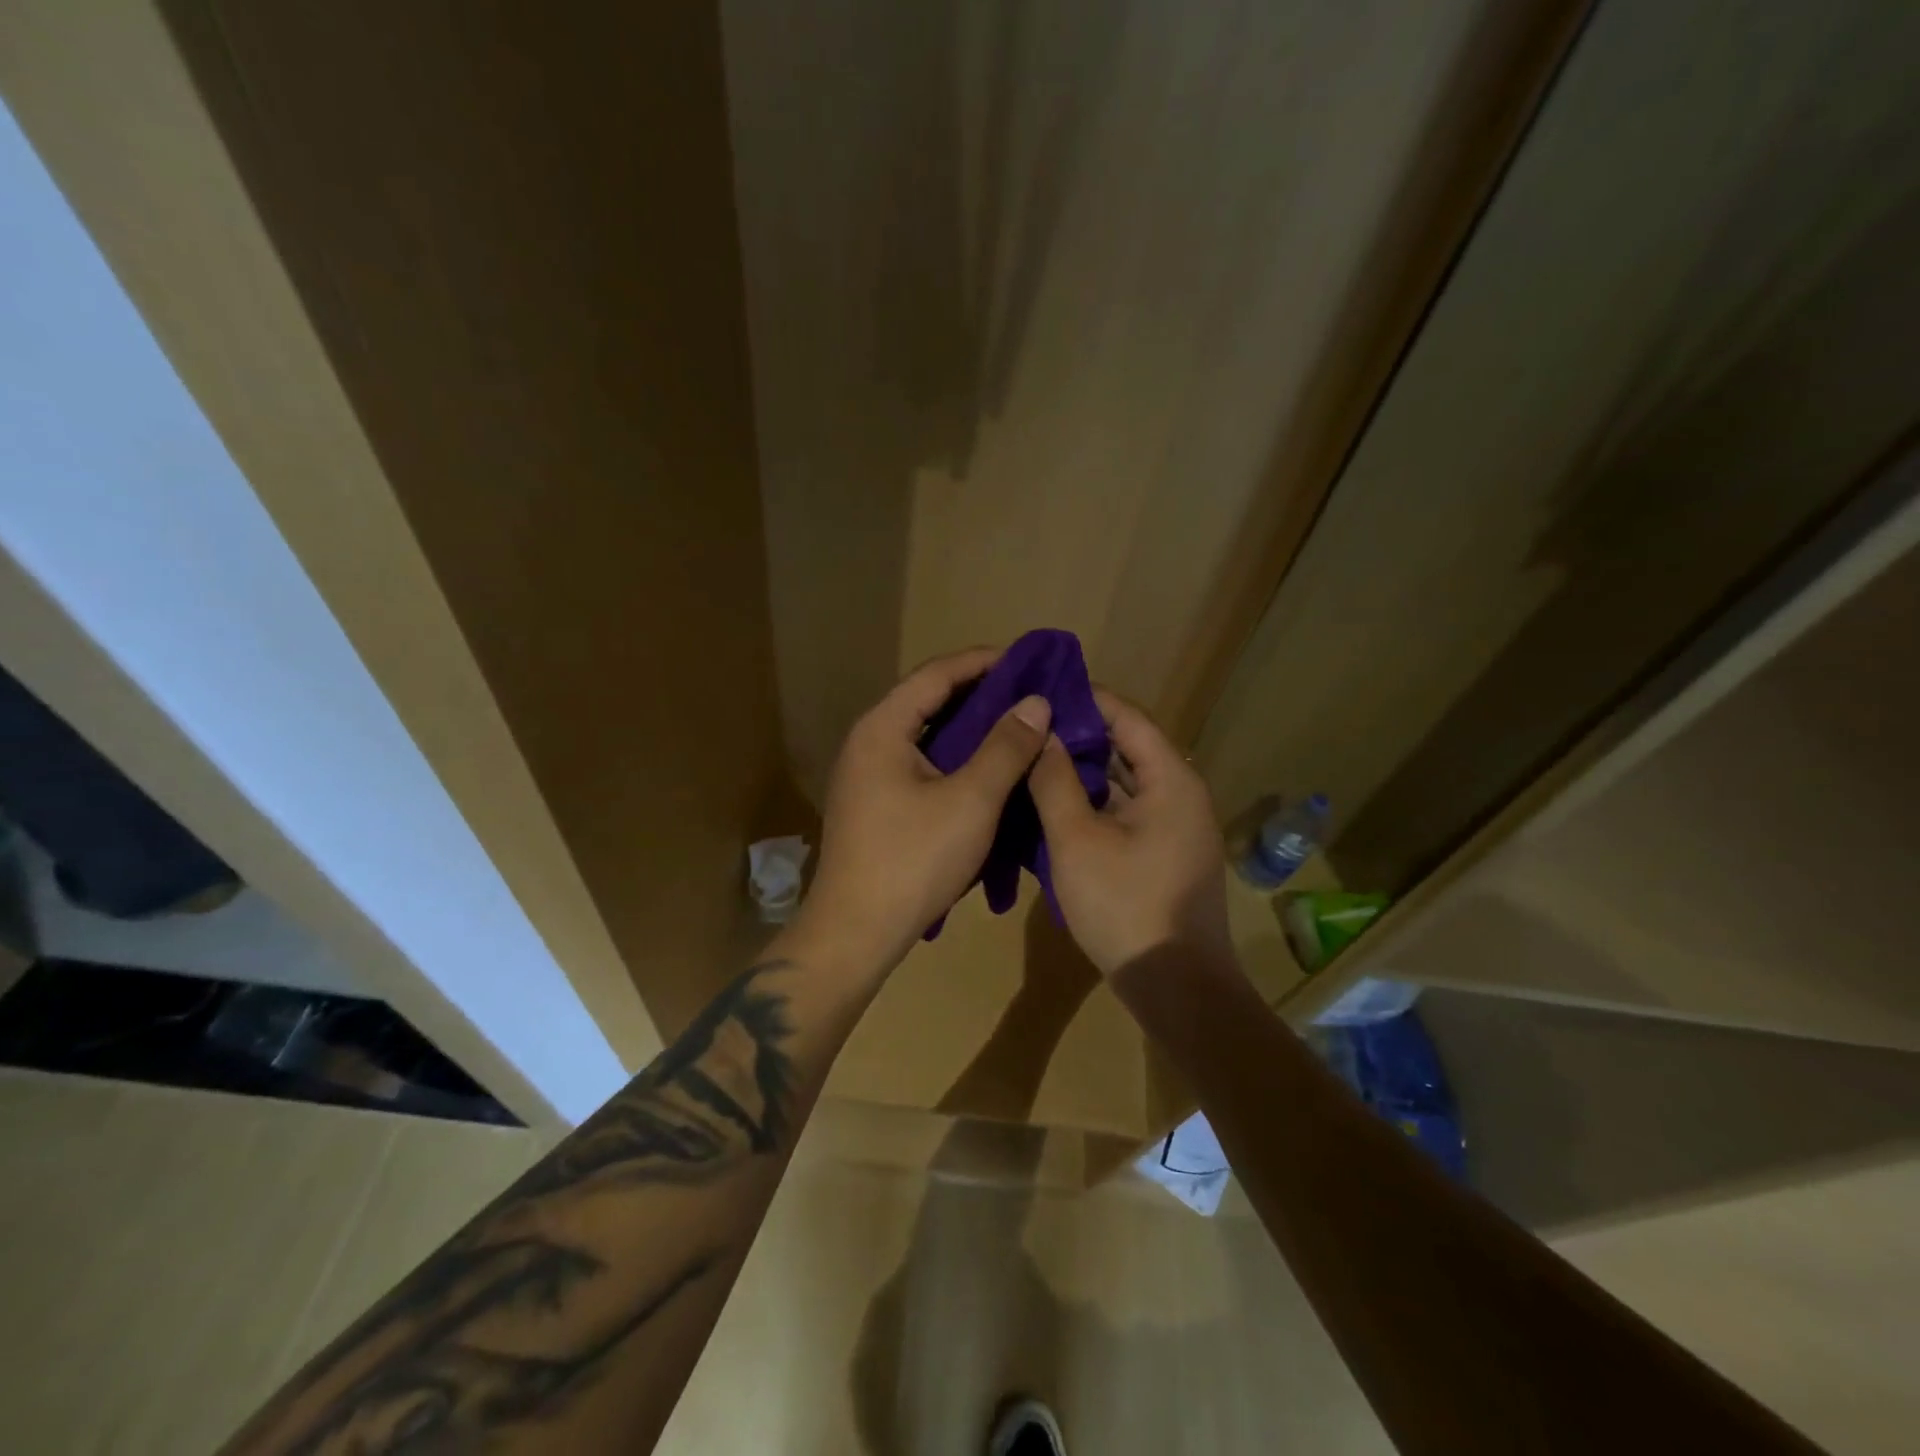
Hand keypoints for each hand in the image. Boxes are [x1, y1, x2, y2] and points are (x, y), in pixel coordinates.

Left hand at [799, 648, 1052, 974]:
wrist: (855, 932)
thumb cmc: (914, 860)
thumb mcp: (971, 800)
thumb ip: (1005, 747)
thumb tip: (1036, 702)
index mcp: (882, 728)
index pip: (936, 674)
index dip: (983, 661)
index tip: (1028, 662)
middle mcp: (867, 741)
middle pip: (927, 700)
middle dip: (979, 693)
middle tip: (1029, 695)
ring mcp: (866, 774)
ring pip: (924, 735)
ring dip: (968, 727)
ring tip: (1015, 726)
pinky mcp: (873, 803)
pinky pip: (918, 762)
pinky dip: (953, 757)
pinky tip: (984, 769)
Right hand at [1028, 688, 1230, 978]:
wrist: (1177, 987)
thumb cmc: (1125, 906)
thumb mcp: (1076, 840)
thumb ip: (1055, 782)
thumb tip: (1041, 734)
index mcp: (1171, 780)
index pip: (1128, 717)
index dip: (1087, 699)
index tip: (1043, 692)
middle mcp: (1182, 795)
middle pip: (1129, 748)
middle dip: (1080, 736)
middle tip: (1030, 727)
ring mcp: (1177, 828)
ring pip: (1126, 784)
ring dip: (1085, 772)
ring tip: (1035, 760)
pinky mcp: (1166, 856)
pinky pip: (1128, 813)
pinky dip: (1096, 804)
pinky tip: (1057, 807)